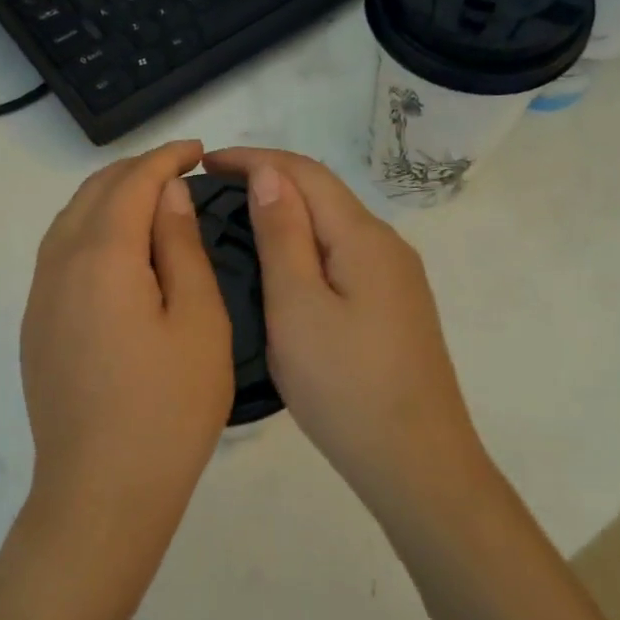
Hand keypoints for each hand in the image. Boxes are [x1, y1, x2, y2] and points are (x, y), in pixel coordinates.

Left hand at [19, 139, 233, 608]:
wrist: (101, 490)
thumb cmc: (167, 408)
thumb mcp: (198, 321)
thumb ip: (180, 247)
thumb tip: (168, 195)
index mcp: (102, 256)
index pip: (131, 183)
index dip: (165, 158)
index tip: (197, 151)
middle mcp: (58, 263)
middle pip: (93, 193)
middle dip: (136, 171)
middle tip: (180, 172)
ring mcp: (39, 295)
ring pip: (69, 219)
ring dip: (109, 198)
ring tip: (151, 202)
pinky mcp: (35, 323)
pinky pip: (58, 251)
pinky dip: (89, 229)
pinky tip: (116, 249)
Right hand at [203, 148, 485, 510]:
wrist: (415, 462)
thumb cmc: (345, 386)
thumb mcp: (298, 307)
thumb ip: (283, 236)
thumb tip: (269, 173)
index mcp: (363, 237)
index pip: (305, 172)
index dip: (253, 158)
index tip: (203, 162)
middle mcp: (386, 245)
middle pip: (323, 192)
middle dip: (268, 178)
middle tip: (211, 192)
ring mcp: (395, 277)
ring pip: (333, 224)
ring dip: (286, 211)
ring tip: (235, 221)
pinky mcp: (393, 305)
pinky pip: (341, 253)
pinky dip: (304, 242)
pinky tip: (280, 264)